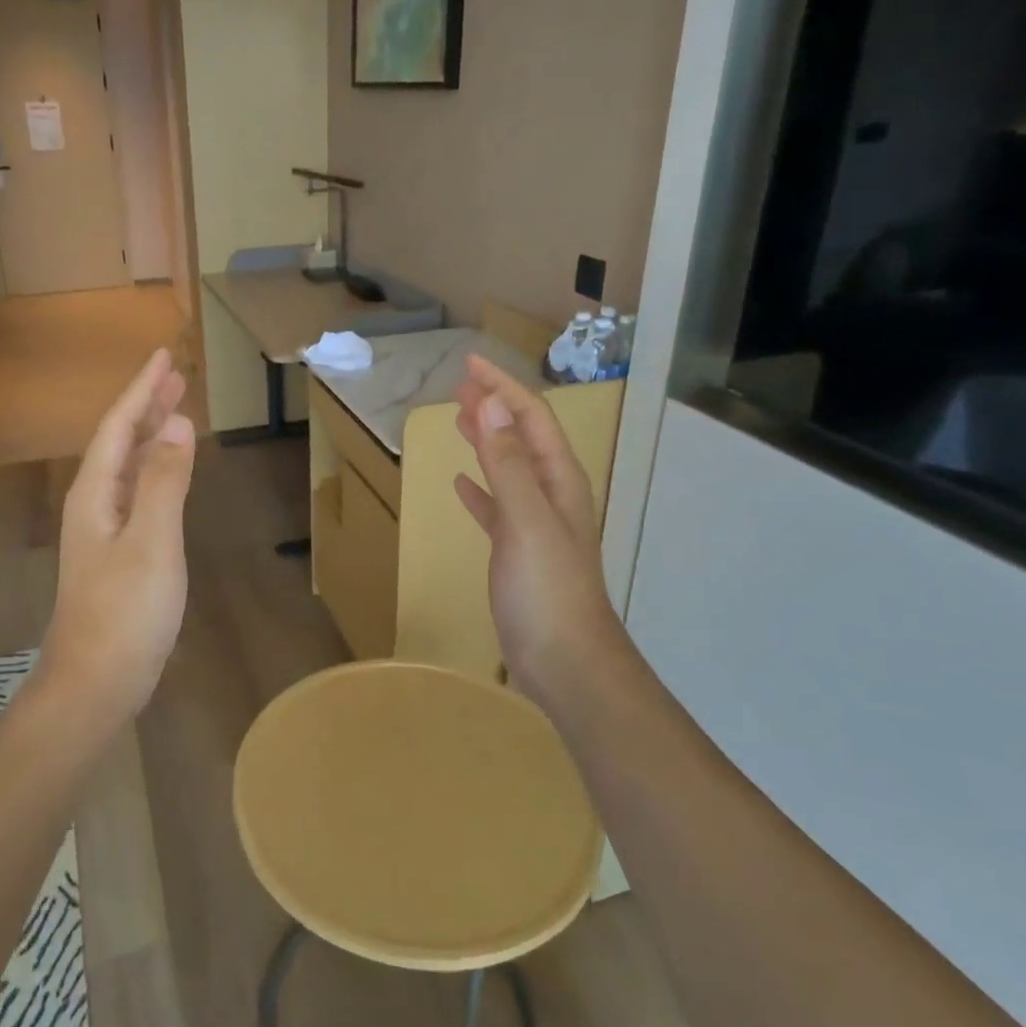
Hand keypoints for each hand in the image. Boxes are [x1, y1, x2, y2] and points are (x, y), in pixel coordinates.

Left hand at [41, 349, 195, 717]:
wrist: (96, 682)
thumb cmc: (125, 612)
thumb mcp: (152, 541)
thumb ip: (164, 481)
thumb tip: (178, 423)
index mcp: (95, 493)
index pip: (120, 426)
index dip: (142, 390)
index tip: (163, 356)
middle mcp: (94, 504)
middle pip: (121, 442)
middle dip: (147, 406)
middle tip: (176, 376)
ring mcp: (104, 531)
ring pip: (129, 467)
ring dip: (152, 436)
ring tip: (177, 412)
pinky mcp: (119, 554)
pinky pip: (138, 494)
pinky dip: (157, 472)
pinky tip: (170, 474)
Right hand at [453, 355, 626, 709]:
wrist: (566, 661)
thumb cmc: (546, 589)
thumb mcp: (526, 519)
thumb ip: (507, 462)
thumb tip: (492, 403)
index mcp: (559, 480)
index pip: (531, 418)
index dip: (502, 388)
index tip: (469, 365)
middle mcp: (551, 494)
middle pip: (522, 437)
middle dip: (494, 407)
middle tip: (460, 386)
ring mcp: (536, 525)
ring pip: (508, 468)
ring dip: (486, 441)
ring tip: (459, 421)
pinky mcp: (518, 552)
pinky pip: (497, 507)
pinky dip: (480, 489)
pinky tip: (461, 485)